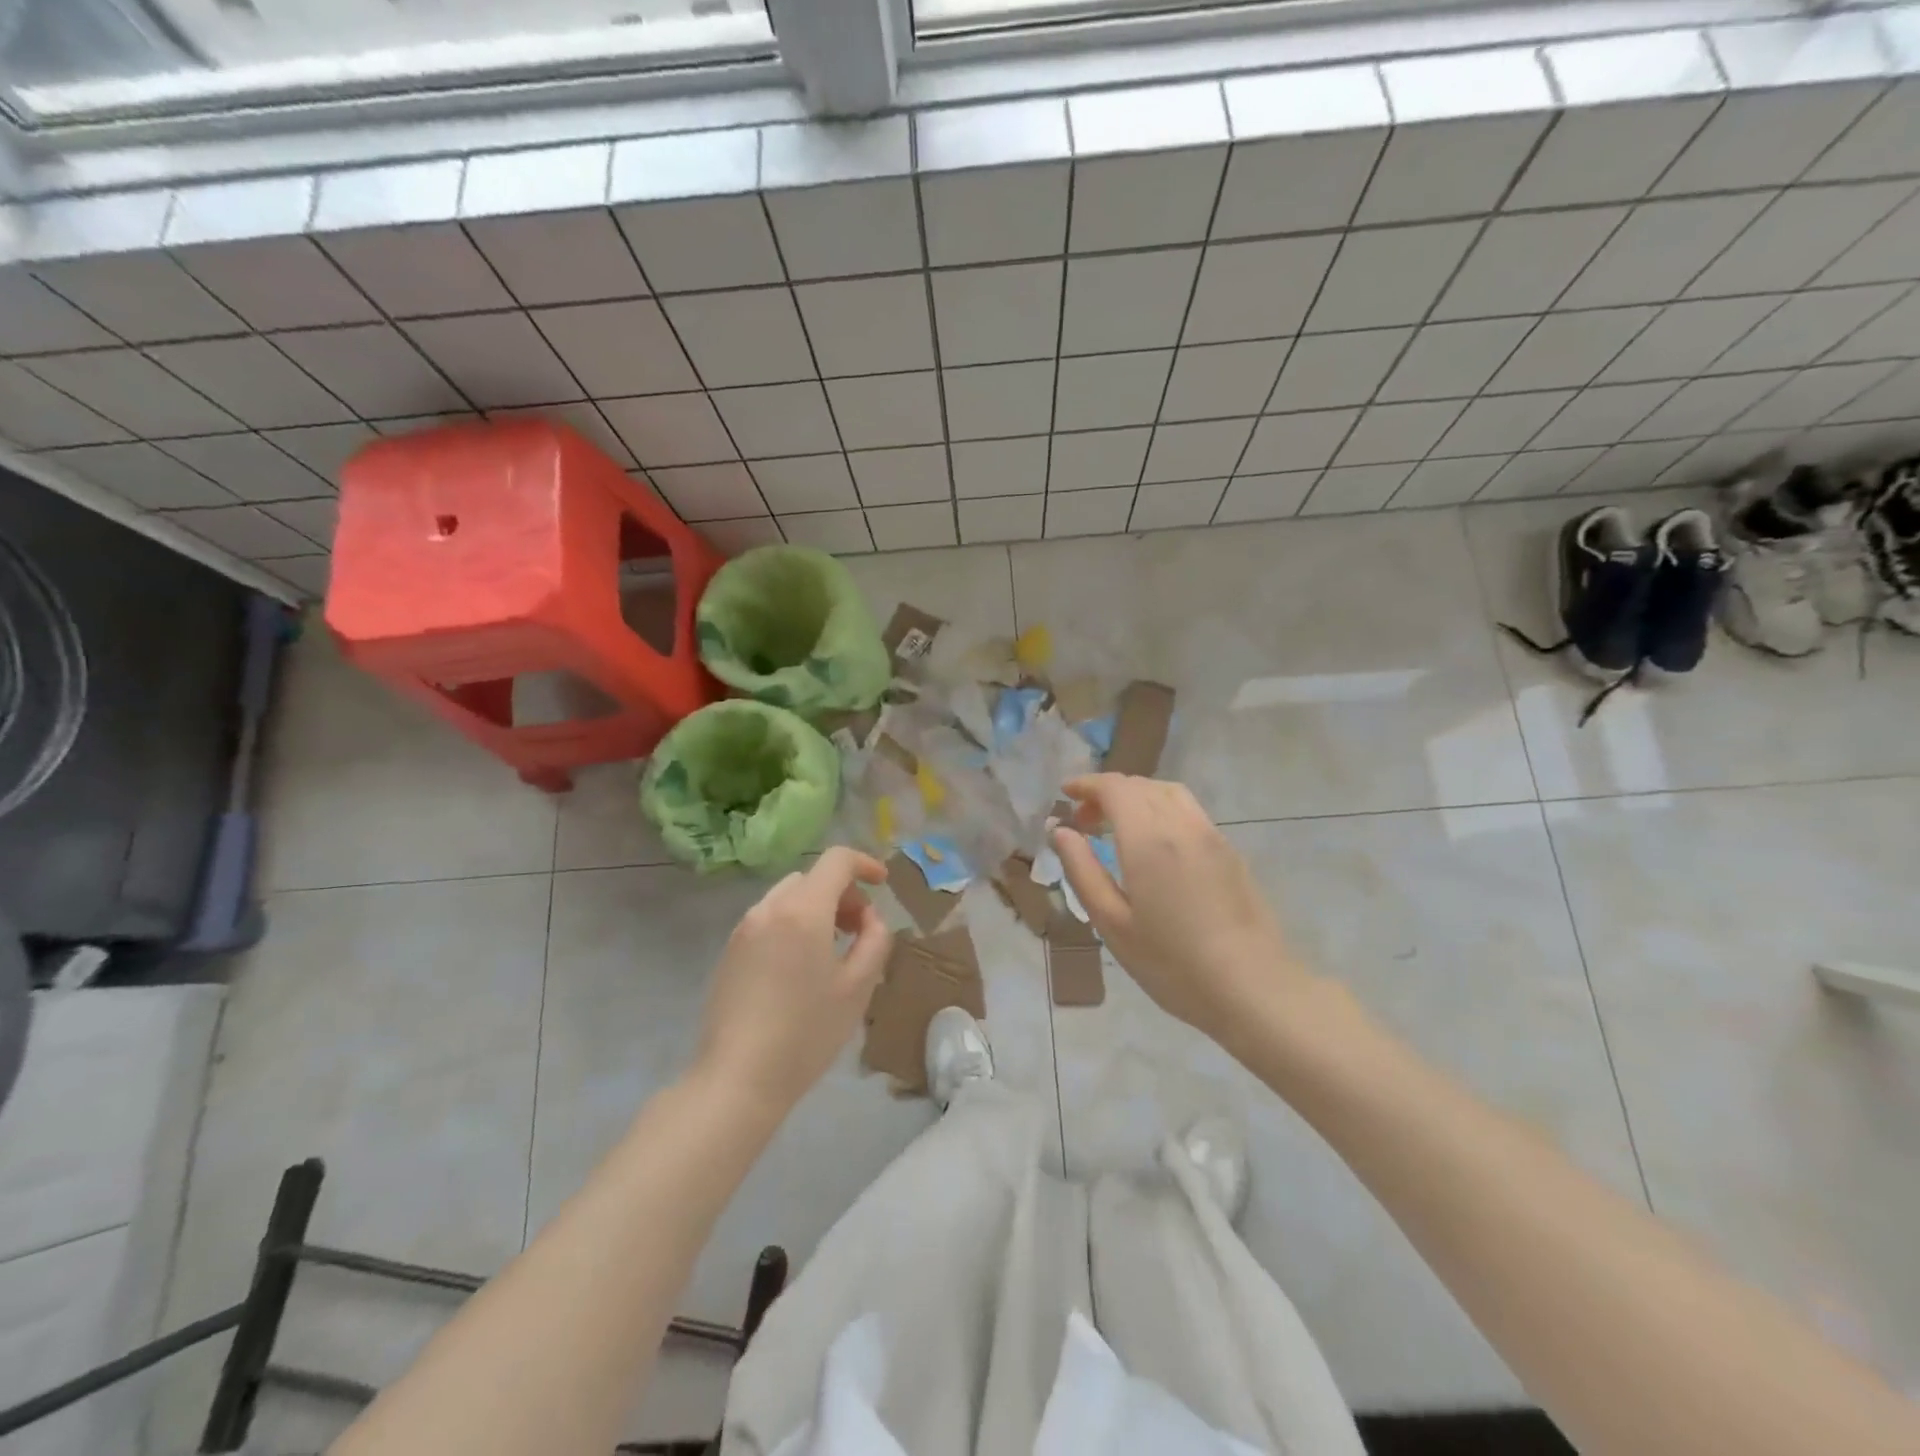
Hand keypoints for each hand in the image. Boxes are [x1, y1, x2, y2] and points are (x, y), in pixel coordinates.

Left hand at [695, 848, 892, 1116]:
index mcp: (803, 910)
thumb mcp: (858, 987)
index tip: (882, 883)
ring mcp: (744, 928)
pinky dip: (793, 924)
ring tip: (832, 949)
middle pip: (812, 878)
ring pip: (789, 897)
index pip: (836, 860)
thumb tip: (868, 918)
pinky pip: (769, 919)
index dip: (864, 863)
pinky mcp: (729, 950)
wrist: (737, 1078)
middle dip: (842, 892)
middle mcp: (769, 908)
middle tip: (860, 930)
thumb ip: (875, 939)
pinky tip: (800, 967)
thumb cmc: (806, 1033)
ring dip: (817, 908)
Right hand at [1051, 774, 1313, 1047]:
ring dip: (1137, 796)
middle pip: (1141, 785)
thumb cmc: (1173, 963)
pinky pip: (1188, 811)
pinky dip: (1160, 808)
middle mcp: (1182, 825)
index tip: (1065, 794)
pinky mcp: (1230, 851)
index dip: (1087, 784)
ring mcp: (1211, 835)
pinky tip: (1154, 844)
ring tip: (1117, 826)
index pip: (1115, 788)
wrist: (1253, 988)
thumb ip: (1082, 870)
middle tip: (1083, 820)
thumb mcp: (1112, 923)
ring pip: (1168, 793)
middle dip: (1107, 792)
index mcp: (1148, 839)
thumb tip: (1060, 831)